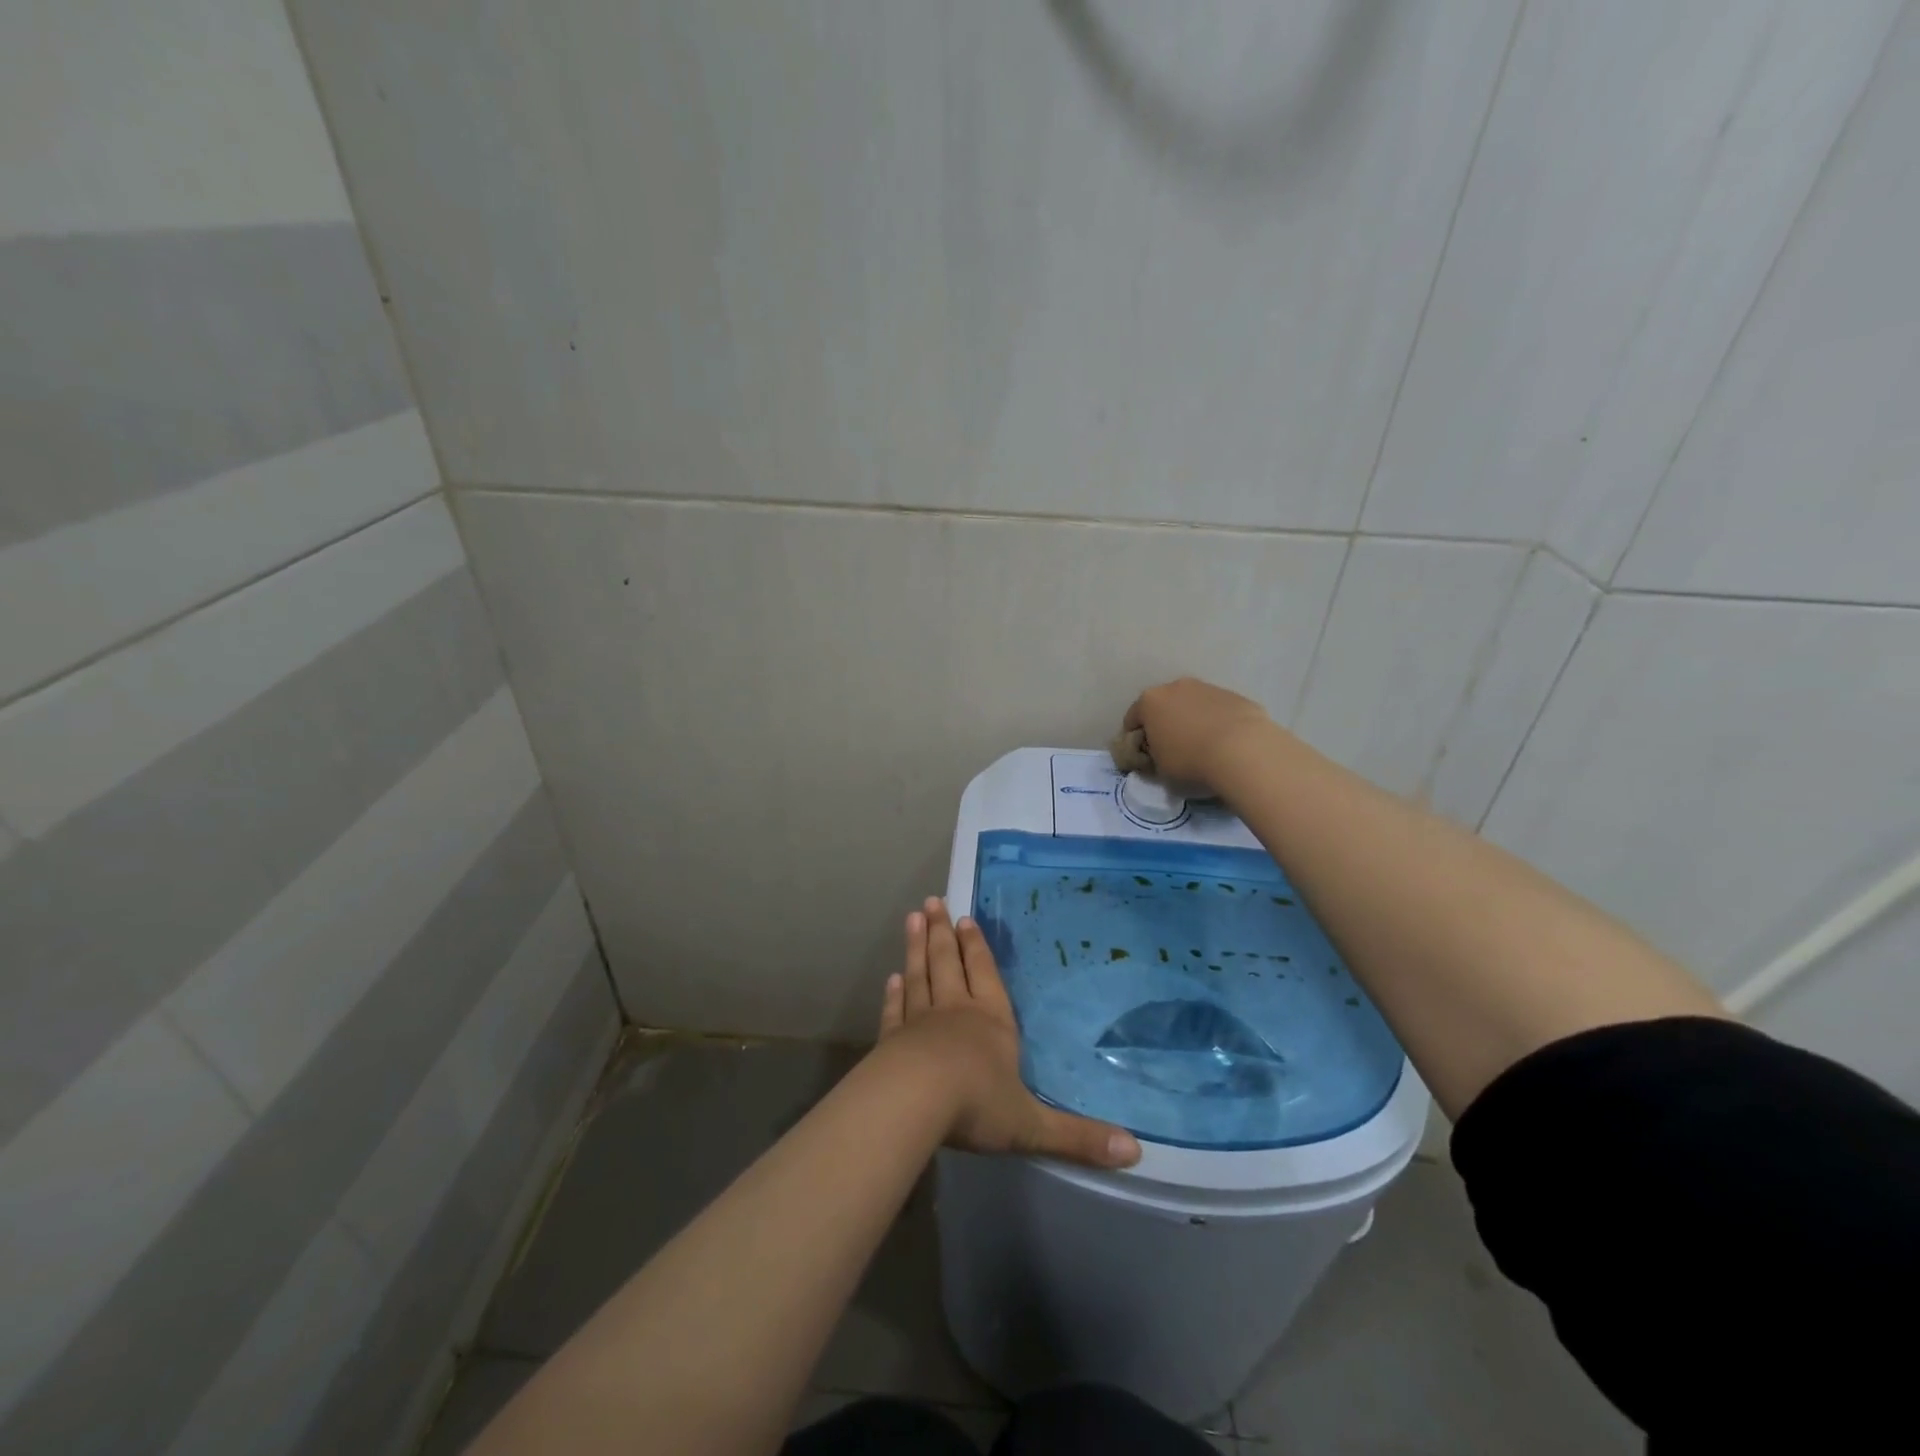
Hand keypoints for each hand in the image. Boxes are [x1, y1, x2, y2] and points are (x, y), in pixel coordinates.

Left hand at [878, 898, 1140, 1169]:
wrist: (912, 1103)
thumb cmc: (976, 1105)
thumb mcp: (1033, 1125)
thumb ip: (1078, 1137)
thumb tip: (1135, 1153)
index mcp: (991, 1022)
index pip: (985, 974)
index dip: (976, 947)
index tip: (965, 919)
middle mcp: (955, 1011)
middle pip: (948, 962)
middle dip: (942, 933)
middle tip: (932, 902)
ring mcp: (919, 1022)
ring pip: (919, 975)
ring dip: (916, 947)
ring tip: (912, 918)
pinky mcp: (891, 1040)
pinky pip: (895, 1010)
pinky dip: (894, 993)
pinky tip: (892, 978)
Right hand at [1122, 677, 1279, 792]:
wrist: (1243, 751)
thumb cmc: (1190, 762)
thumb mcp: (1160, 771)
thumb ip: (1154, 759)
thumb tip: (1159, 756)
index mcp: (1150, 702)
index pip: (1132, 720)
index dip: (1135, 740)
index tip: (1144, 757)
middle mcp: (1176, 687)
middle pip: (1163, 707)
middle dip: (1164, 725)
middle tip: (1172, 751)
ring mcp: (1208, 688)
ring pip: (1192, 706)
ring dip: (1192, 722)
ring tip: (1203, 748)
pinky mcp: (1235, 696)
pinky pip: (1218, 711)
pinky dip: (1217, 723)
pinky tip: (1226, 745)